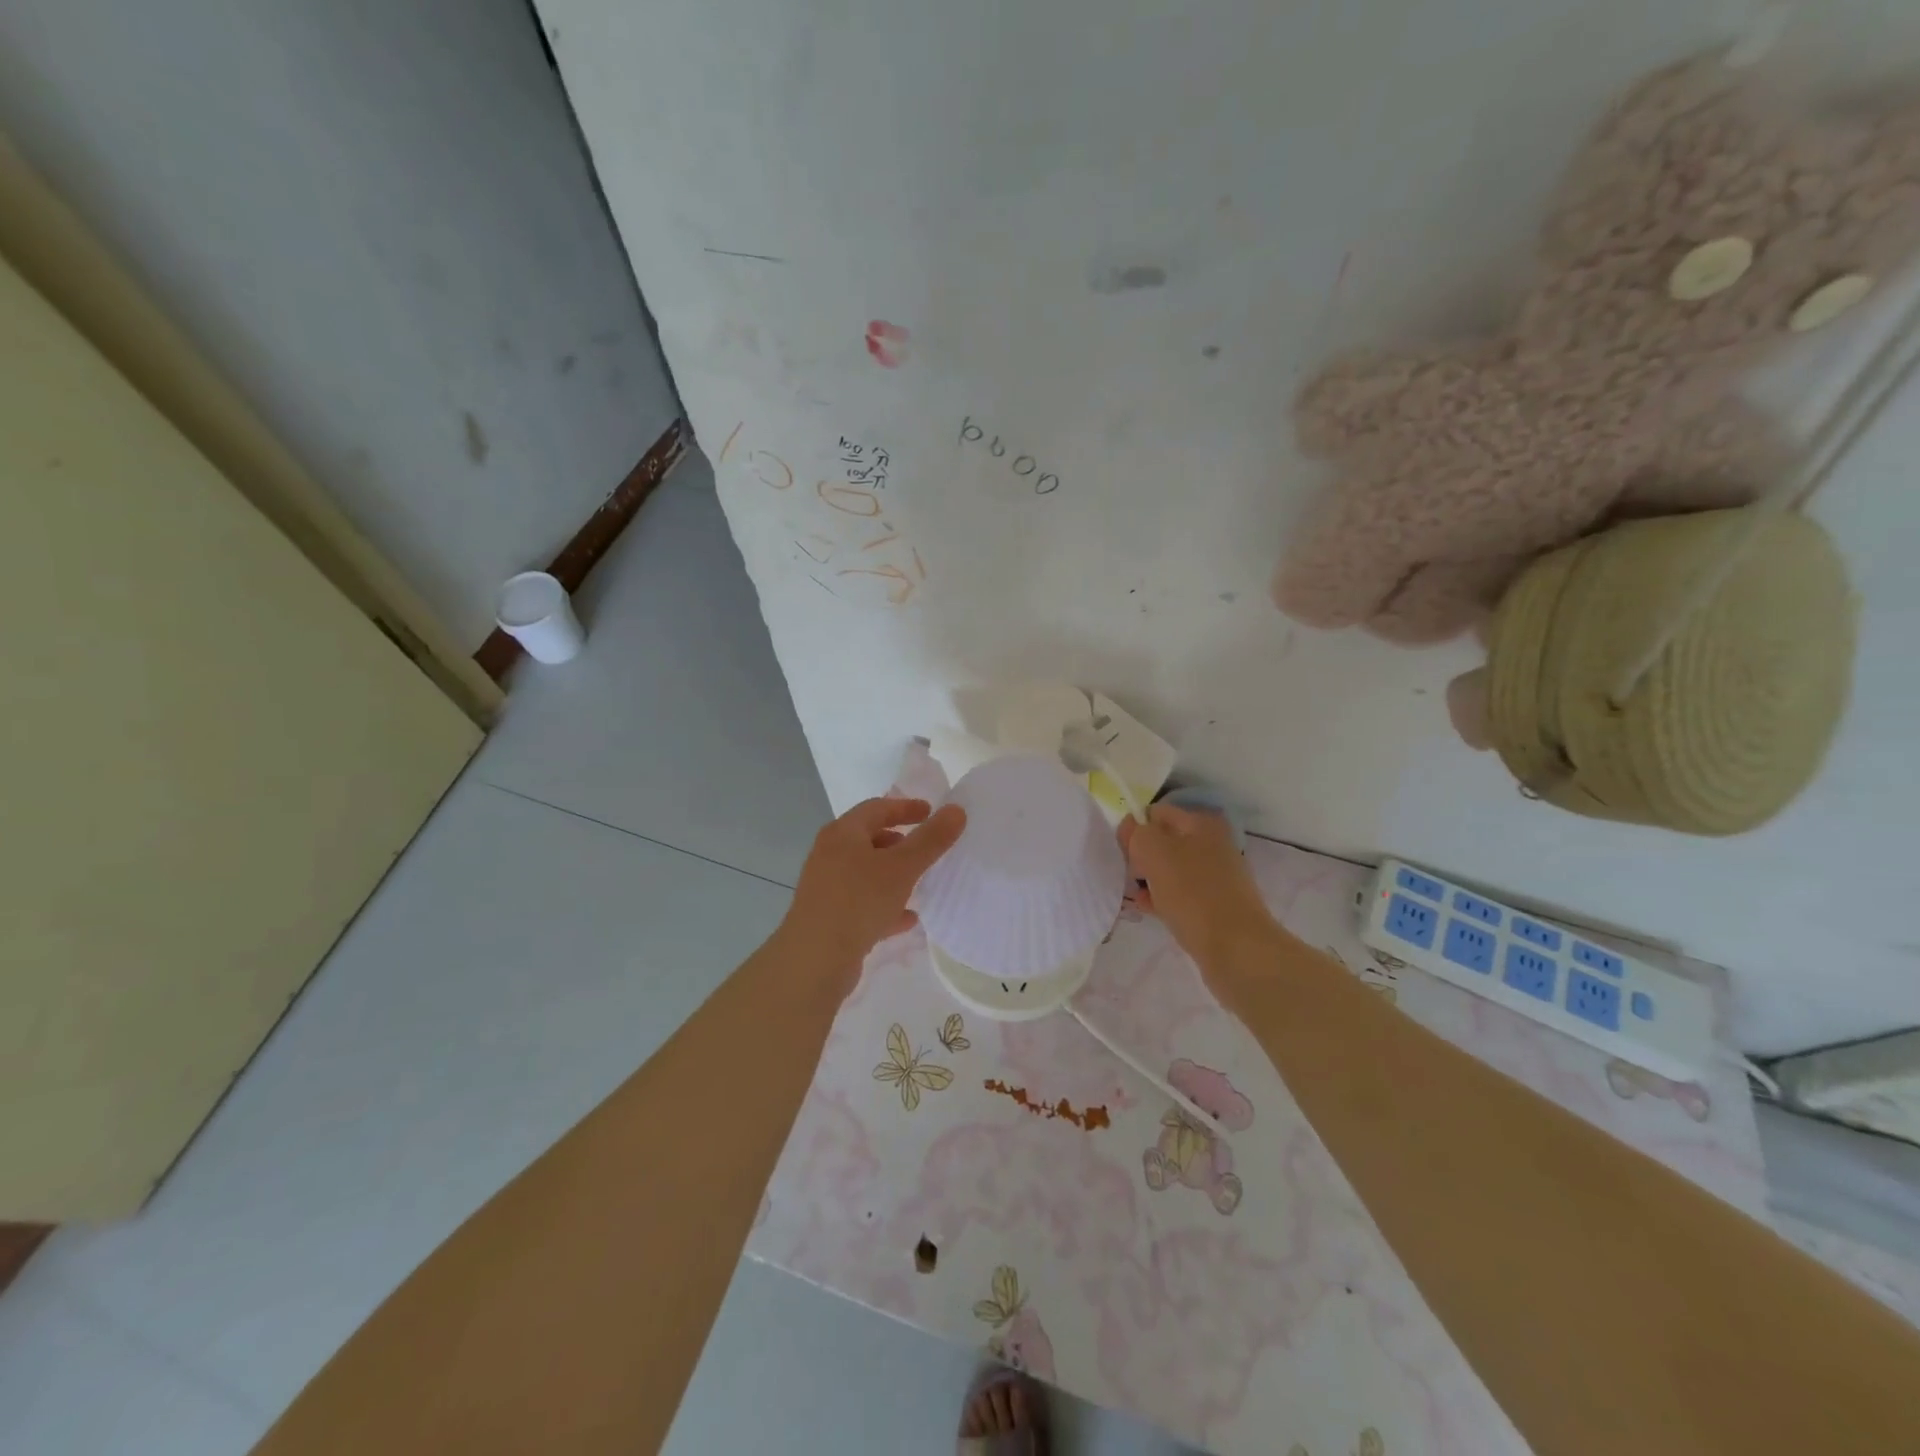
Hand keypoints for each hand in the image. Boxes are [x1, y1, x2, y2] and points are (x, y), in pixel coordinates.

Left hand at [777, 797, 966, 986]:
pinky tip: (909, 919)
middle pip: (869, 839)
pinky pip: (863, 903)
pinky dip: (886, 905)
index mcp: (843, 833)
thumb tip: (956, 810)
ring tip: (922, 882)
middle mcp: (830, 854)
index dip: (906, 807)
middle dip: (900, 842)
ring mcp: (827, 887)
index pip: (877, 808)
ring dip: (894, 874)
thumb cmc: (859, 901)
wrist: (815, 960)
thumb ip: (931, 839)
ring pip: (867, 873)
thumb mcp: (902, 867)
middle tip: (928, 848)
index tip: (932, 812)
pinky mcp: (830, 917)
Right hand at [1119, 804, 1275, 970]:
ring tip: (1129, 893)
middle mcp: (1212, 845)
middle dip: (1141, 855)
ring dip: (1149, 879)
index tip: (1120, 851)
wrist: (1237, 949)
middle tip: (1125, 873)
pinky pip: (1180, 894)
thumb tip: (1129, 827)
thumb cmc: (1193, 894)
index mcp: (1201, 824)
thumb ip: (1137, 833)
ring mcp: (1216, 877)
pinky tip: (1145, 908)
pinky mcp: (1215, 905)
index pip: (1157, 813)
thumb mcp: (1155, 853)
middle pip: (1164, 842)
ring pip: (1171, 870)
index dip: (1134, 828)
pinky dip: (1161, 898)